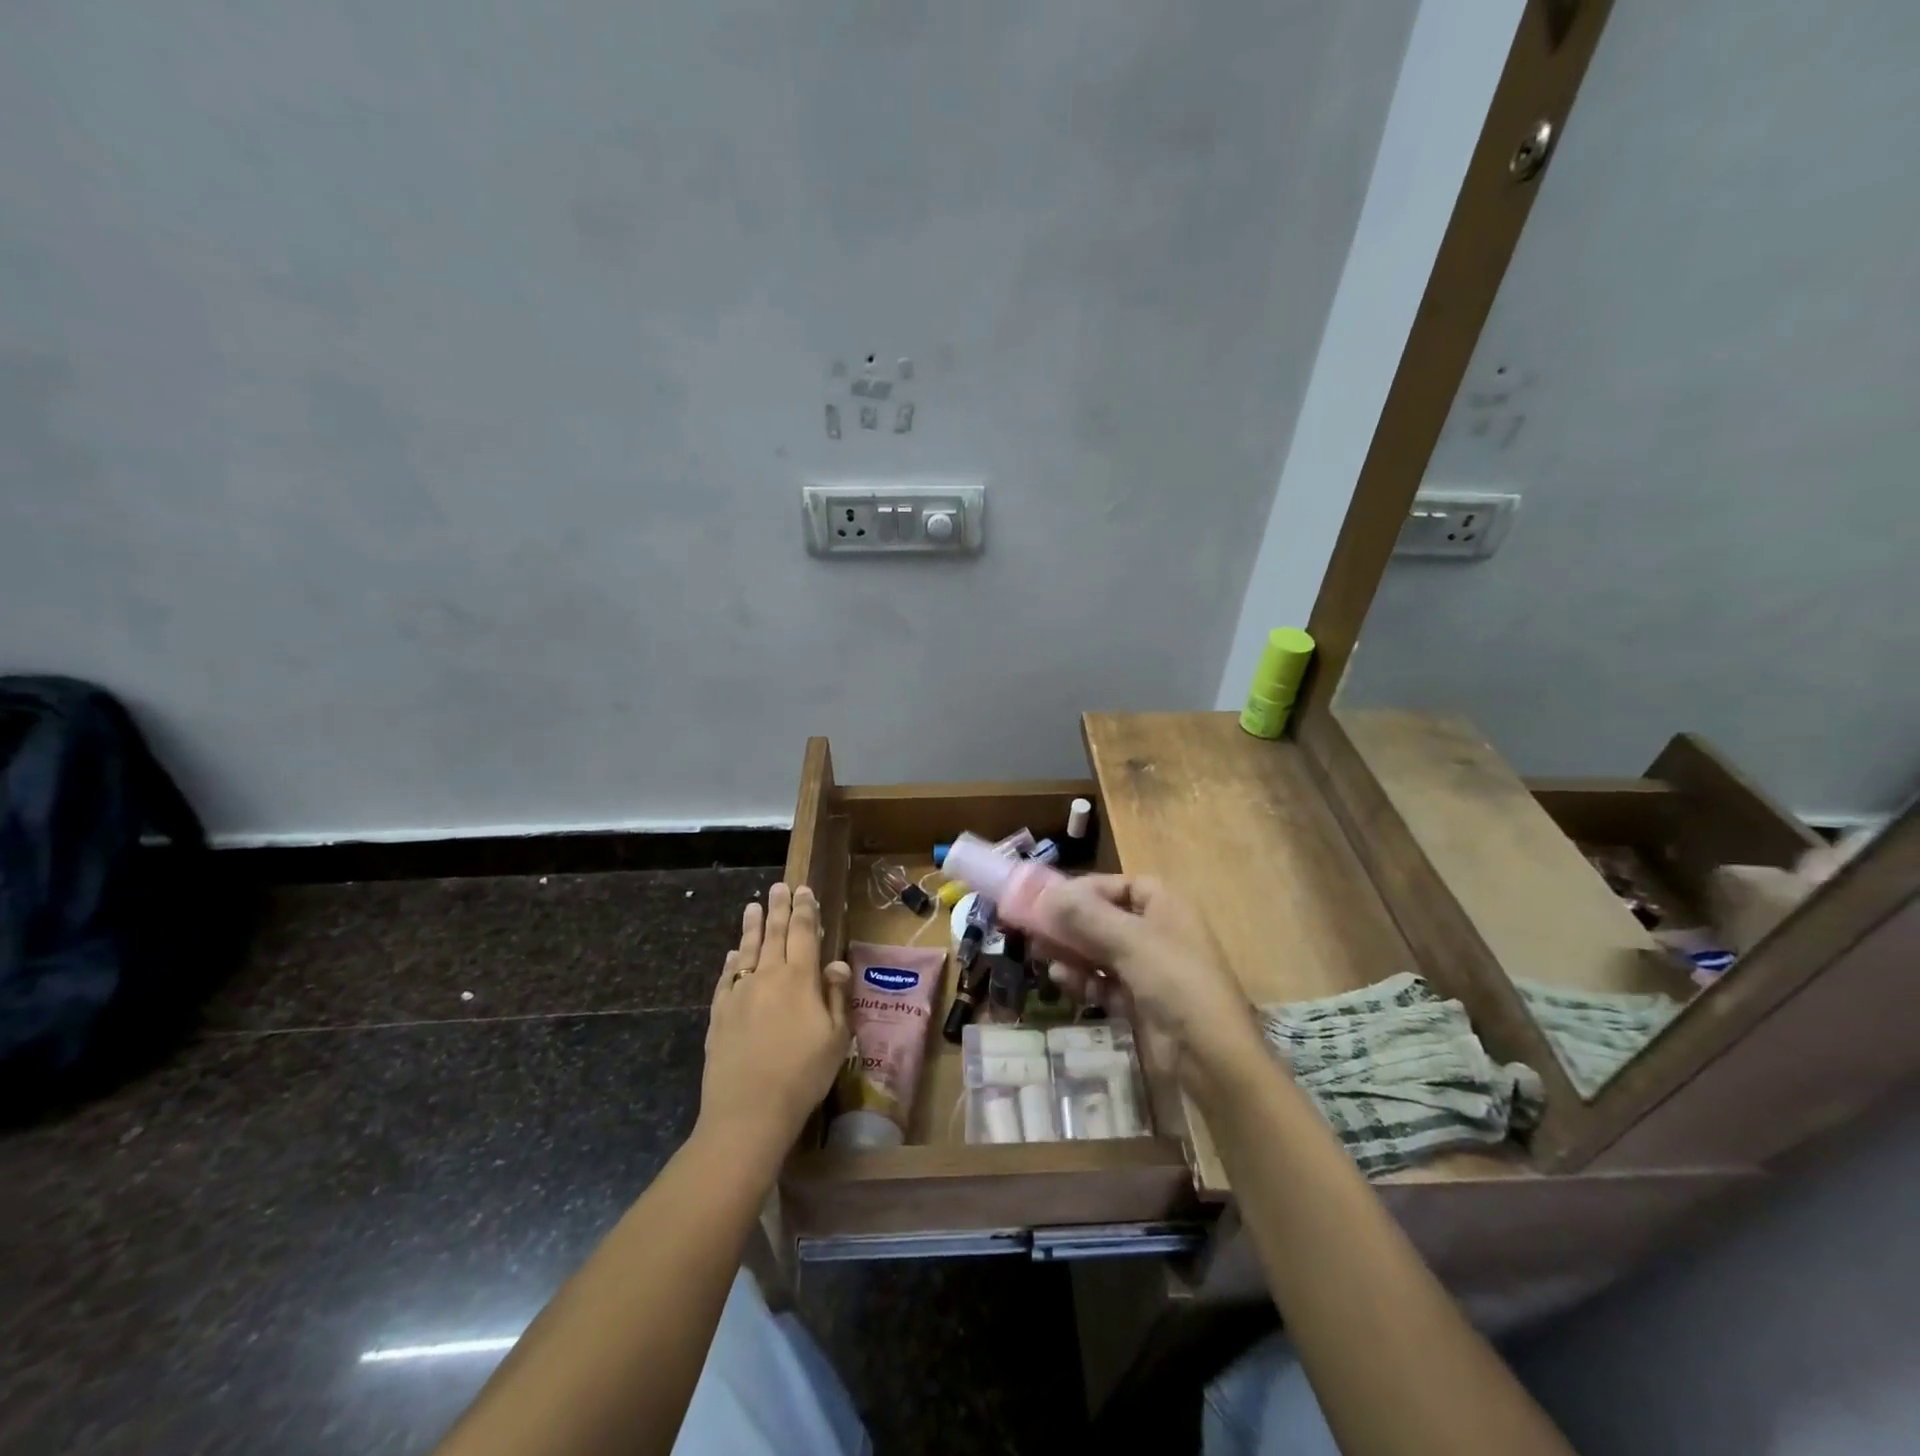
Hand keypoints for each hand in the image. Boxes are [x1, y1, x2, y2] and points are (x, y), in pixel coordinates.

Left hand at [698, 883, 850, 1169]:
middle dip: (778, 908)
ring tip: (753, 906)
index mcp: (800, 979)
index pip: (804, 933)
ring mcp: (739, 993)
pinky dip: (732, 961)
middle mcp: (768, 976)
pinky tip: (734, 954)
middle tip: (779, 887)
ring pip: (748, 950)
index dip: (806, 910)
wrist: (748, 1111)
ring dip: (752, 926)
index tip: (805, 891)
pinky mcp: (719, 1013)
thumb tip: (836, 964)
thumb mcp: (836, 1038)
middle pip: (774, 933)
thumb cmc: (803, 1075)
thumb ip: (836, 996)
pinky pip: (726, 977)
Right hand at [1031, 875, 1262, 1082]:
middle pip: (1107, 919)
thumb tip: (1045, 896)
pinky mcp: (1141, 1003)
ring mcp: (1151, 970)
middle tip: (1034, 927)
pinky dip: (1083, 979)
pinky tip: (1060, 978)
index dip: (1088, 888)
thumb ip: (1085, 915)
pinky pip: (1105, 983)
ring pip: (1102, 952)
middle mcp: (1159, 933)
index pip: (1122, 885)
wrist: (1209, 1057)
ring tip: (1038, 952)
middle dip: (1072, 923)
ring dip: (1072, 951)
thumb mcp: (1129, 941)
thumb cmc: (1174, 981)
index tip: (1051, 898)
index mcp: (1167, 907)